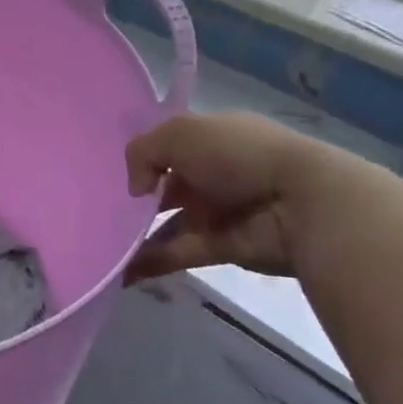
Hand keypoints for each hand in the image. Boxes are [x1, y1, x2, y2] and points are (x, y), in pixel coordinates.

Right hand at [123, 112, 342, 282]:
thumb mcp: (179, 133)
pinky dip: (149, 262)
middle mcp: (212, 174)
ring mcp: (218, 212)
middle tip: (100, 210)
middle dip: (136, 200)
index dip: (143, 158)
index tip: (111, 173)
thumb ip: (142, 152)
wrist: (302, 204)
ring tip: (103, 245)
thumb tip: (137, 190)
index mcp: (209, 140)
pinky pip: (177, 253)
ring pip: (168, 223)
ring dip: (136, 235)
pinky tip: (120, 270)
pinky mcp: (222, 248)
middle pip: (166, 187)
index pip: (168, 147)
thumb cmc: (238, 155)